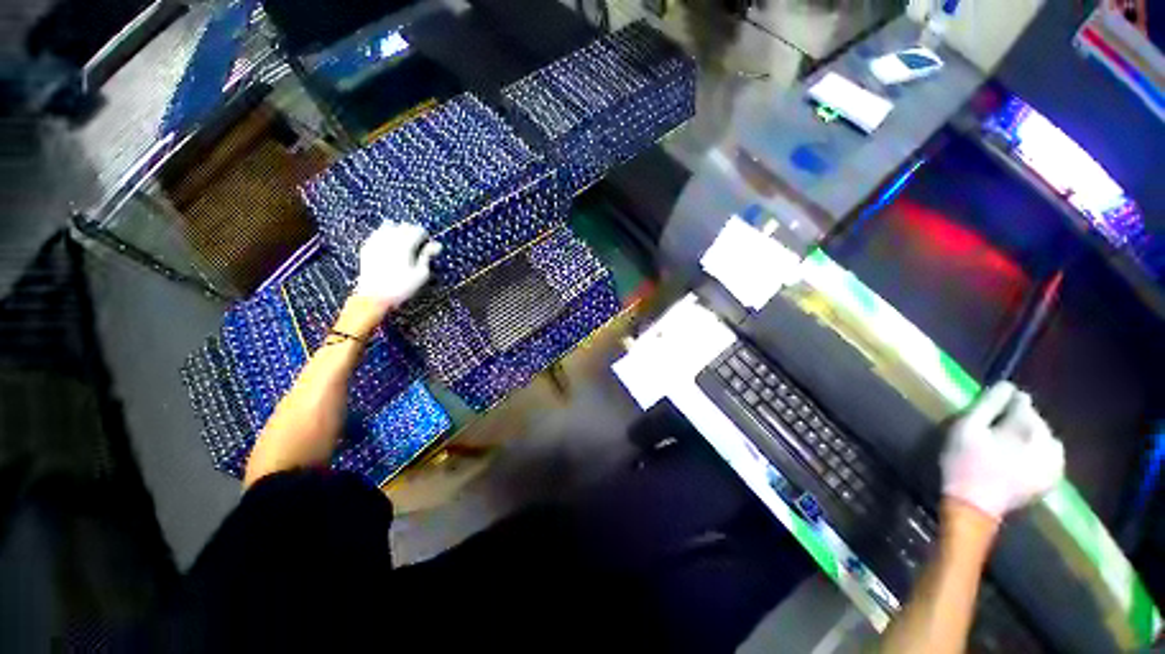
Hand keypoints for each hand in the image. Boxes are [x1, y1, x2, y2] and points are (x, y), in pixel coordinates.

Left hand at [352, 222, 441, 311]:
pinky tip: (389, 246)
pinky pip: (377, 233)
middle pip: (404, 226)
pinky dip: (386, 236)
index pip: (418, 230)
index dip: (426, 238)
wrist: (374, 296)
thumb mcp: (421, 274)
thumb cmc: (401, 287)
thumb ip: (427, 256)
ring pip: (389, 225)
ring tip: (403, 244)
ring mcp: (376, 241)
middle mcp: (389, 239)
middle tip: (418, 246)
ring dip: (399, 232)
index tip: (429, 247)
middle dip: (413, 233)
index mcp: (405, 244)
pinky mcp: (367, 247)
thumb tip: (437, 245)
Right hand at [941, 382, 1064, 520]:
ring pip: (1047, 440)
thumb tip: (1007, 385)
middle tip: (998, 426)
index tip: (995, 404)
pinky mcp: (1051, 481)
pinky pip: (1051, 458)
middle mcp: (1050, 446)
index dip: (1008, 401)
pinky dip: (1039, 453)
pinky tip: (1022, 458)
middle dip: (1021, 420)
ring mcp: (1054, 466)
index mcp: (1028, 431)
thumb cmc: (965, 463)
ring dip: (1031, 436)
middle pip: (1037, 422)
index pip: (1024, 405)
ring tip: (1010, 442)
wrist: (973, 507)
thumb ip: (988, 406)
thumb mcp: (967, 429)